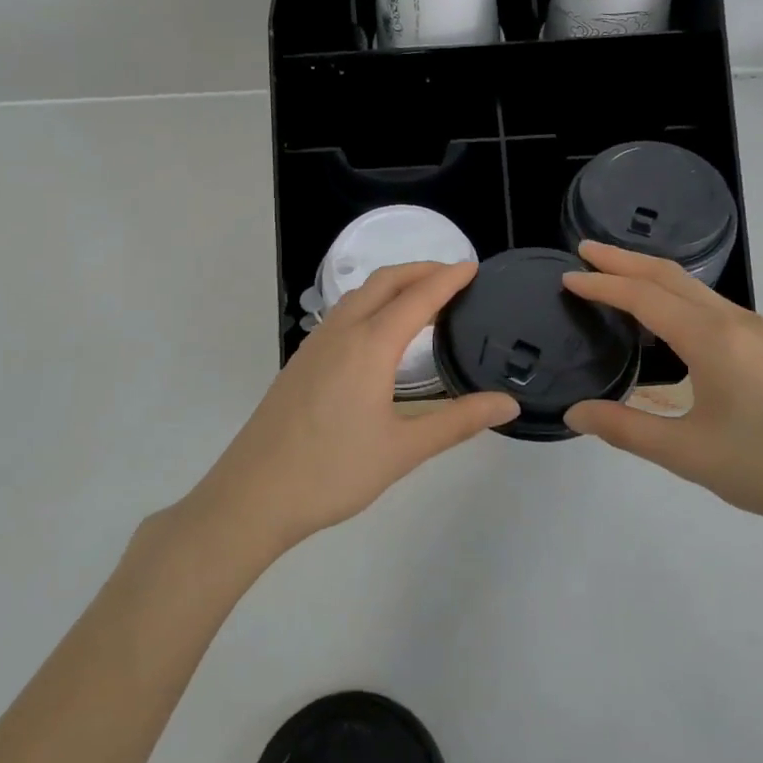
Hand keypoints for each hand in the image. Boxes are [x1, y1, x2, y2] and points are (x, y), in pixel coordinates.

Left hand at [190, 262, 517, 552]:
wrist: (254, 495)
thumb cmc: (333, 472)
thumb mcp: (404, 449)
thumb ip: (458, 422)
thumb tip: (508, 404)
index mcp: (369, 346)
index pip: (418, 297)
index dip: (448, 279)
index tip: (474, 268)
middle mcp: (341, 333)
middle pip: (384, 282)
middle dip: (420, 270)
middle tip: (453, 277)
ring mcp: (315, 345)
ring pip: (358, 296)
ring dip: (393, 286)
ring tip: (422, 300)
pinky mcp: (301, 362)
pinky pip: (343, 314)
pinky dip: (371, 304)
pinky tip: (379, 334)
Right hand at [562, 242, 762, 544]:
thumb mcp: (688, 454)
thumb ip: (625, 430)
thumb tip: (575, 413)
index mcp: (713, 340)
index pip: (645, 297)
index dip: (603, 284)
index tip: (566, 276)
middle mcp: (736, 321)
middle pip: (670, 277)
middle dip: (625, 259)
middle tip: (584, 251)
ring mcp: (759, 331)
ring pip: (694, 288)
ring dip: (651, 276)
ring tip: (614, 275)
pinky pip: (711, 305)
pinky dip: (675, 296)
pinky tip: (664, 317)